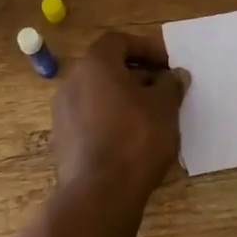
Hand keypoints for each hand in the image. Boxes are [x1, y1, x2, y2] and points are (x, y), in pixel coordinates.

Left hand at [51, 31, 186, 200]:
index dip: (146, 48)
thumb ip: (170, 85)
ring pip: (98, 94)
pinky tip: (132, 139)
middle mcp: (72, 81)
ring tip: (152, 116)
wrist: (98, 194)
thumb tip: (175, 75)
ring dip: (124, 99)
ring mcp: (63, 112)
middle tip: (163, 89)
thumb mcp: (164, 107)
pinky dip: (110, 120)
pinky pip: (90, 119)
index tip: (168, 64)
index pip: (119, 41)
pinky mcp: (62, 141)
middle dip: (137, 75)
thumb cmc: (135, 138)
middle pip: (107, 68)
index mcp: (95, 64)